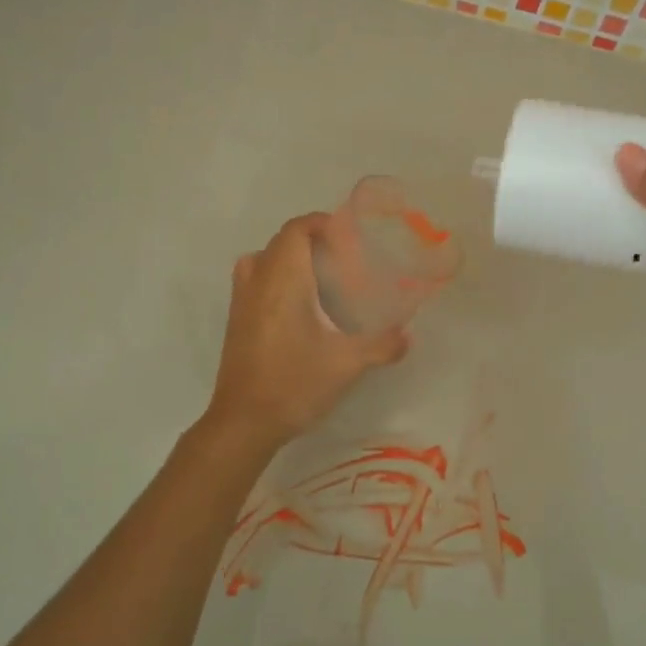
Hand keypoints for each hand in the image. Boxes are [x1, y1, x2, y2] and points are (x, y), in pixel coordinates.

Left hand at [206, 213, 408, 449]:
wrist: (244, 422)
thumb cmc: (294, 384)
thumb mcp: (346, 364)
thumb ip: (382, 345)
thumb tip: (409, 336)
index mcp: (283, 281)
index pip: (296, 230)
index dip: (320, 223)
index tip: (347, 235)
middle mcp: (258, 282)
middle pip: (280, 242)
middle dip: (310, 240)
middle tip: (342, 258)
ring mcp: (241, 302)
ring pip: (263, 260)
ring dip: (289, 258)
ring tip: (318, 277)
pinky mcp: (236, 321)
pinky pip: (254, 281)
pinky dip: (275, 278)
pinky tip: (299, 308)